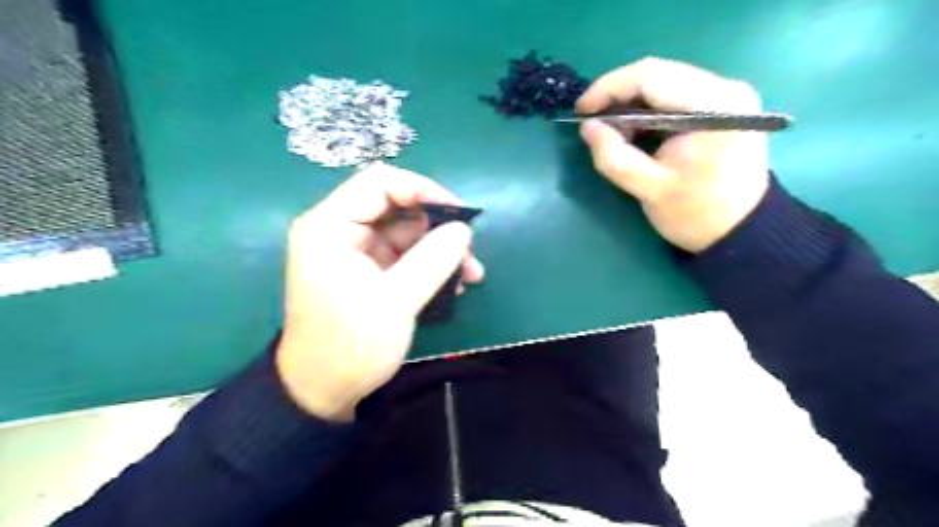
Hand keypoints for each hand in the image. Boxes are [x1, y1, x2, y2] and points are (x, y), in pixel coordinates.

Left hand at [275, 162, 483, 422]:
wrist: (323, 392)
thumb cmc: (351, 346)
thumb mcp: (396, 302)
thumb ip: (432, 260)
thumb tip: (463, 229)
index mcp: (330, 227)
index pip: (380, 183)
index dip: (423, 190)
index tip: (459, 214)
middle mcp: (339, 231)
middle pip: (396, 207)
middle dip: (437, 227)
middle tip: (469, 251)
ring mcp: (354, 252)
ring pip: (406, 232)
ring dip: (439, 249)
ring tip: (470, 274)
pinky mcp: (367, 271)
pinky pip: (404, 255)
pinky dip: (429, 265)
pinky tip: (453, 285)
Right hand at [581, 58, 770, 249]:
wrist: (740, 230)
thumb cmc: (696, 214)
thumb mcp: (649, 190)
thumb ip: (614, 157)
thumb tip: (588, 127)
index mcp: (713, 106)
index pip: (651, 75)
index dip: (608, 88)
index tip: (581, 112)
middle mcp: (725, 88)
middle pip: (658, 74)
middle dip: (617, 96)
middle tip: (592, 123)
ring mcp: (726, 95)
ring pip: (664, 83)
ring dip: (631, 103)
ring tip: (612, 132)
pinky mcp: (721, 106)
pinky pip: (674, 95)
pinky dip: (647, 110)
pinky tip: (635, 132)